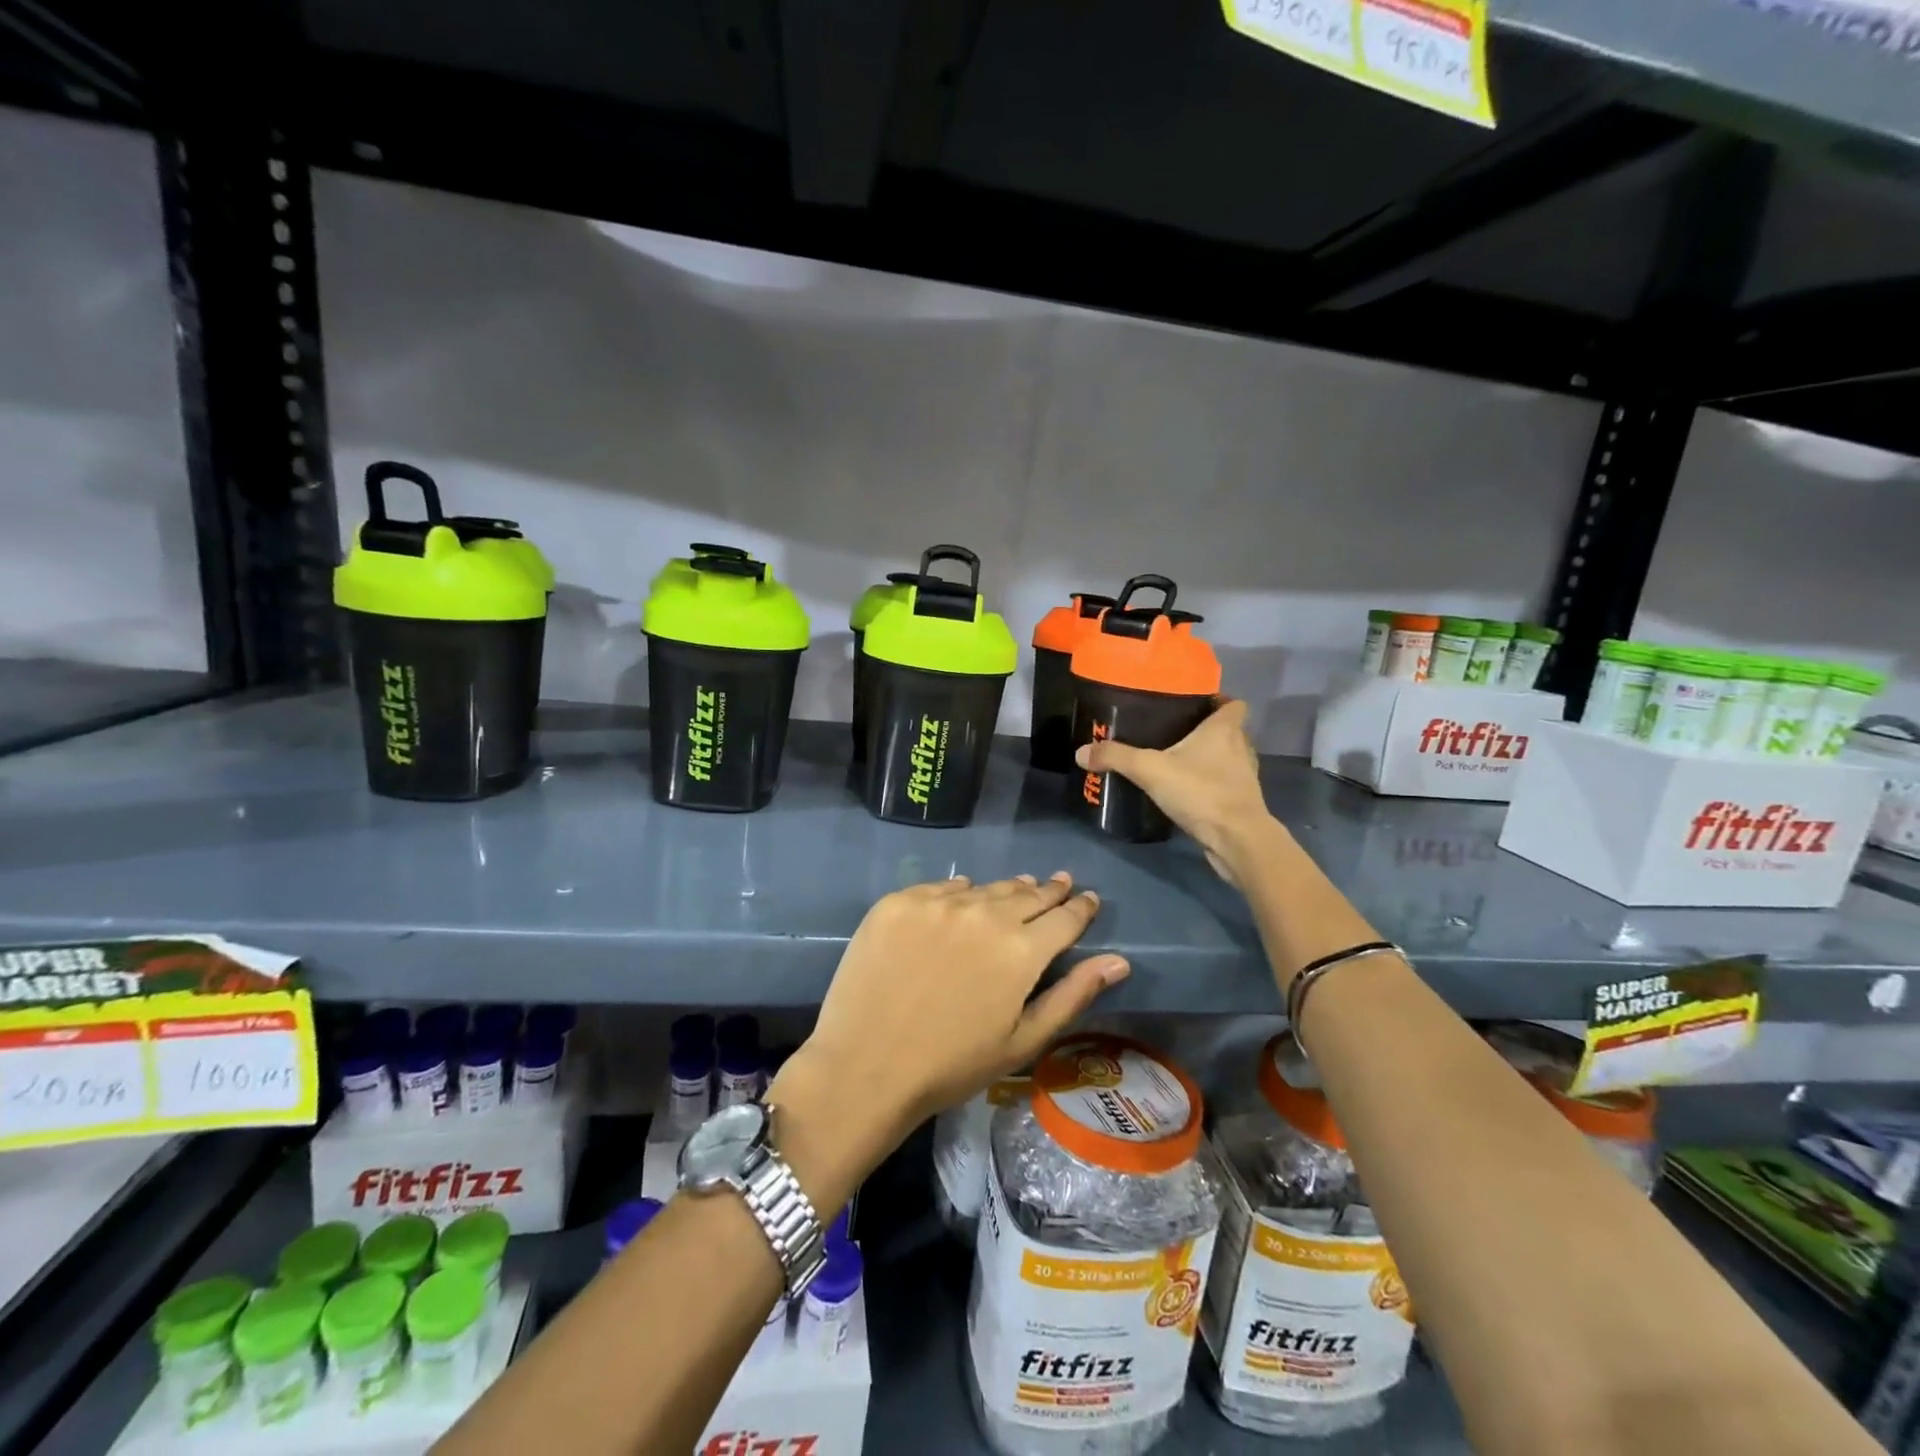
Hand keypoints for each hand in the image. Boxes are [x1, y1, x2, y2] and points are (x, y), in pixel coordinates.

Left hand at [771, 874, 1126, 1155]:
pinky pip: (942, 888)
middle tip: (1059, 884)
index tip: (1088, 899)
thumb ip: (1073, 995)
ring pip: (985, 888)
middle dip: (1048, 891)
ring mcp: (937, 903)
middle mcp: (984, 913)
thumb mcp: (1022, 1040)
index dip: (1081, 907)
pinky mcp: (899, 901)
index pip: (1065, 917)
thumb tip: (1119, 961)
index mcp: (1021, 949)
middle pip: (1027, 894)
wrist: (865, 1066)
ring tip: (1018, 889)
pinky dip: (959, 894)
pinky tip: (963, 899)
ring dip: (1006, 890)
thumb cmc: (952, 1065)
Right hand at [1075, 698, 1284, 884]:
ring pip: (1228, 758)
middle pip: (1229, 730)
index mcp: (1225, 729)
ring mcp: (1244, 777)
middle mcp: (1240, 748)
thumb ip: (1116, 757)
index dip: (1218, 700)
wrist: (1237, 840)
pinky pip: (1224, 783)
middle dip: (1206, 729)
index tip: (1194, 704)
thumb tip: (1081, 752)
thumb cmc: (1200, 791)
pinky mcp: (1241, 802)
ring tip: (1177, 760)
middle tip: (1174, 731)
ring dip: (1209, 758)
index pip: (1233, 703)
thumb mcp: (1150, 769)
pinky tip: (1186, 790)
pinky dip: (1209, 783)